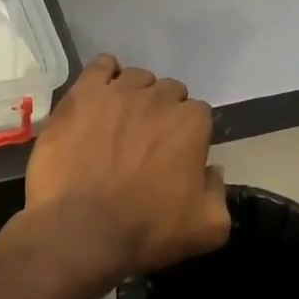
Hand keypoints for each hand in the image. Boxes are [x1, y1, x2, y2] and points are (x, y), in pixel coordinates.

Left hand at [23, 55, 230, 285]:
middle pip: (167, 92)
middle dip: (162, 113)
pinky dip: (104, 76)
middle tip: (145, 143)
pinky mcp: (81, 94)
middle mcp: (158, 97)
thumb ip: (219, 192)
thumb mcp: (207, 228)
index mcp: (191, 123)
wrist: (80, 231)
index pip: (198, 114)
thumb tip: (211, 170)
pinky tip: (100, 96)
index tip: (175, 155)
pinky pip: (100, 67)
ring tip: (118, 123)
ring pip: (135, 78)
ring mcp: (117, 92)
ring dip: (133, 95)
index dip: (187, 135)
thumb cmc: (146, 231)